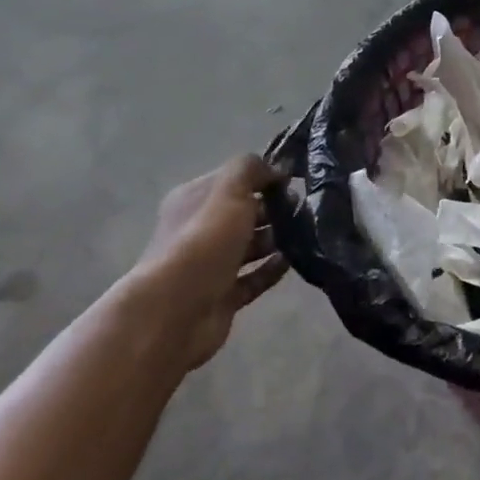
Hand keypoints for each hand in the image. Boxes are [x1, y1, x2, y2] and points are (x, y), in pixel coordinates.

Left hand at [125, 157, 287, 369]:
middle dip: (274, 209)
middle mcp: (199, 230)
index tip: (294, 181)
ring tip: (305, 234)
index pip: (233, 180)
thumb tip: (275, 168)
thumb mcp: (228, 191)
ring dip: (276, 239)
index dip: (263, 177)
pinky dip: (272, 269)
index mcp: (194, 200)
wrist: (174, 311)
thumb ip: (250, 170)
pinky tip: (292, 261)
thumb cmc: (203, 242)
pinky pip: (253, 278)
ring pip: (250, 246)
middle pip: (243, 213)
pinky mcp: (222, 296)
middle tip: (303, 209)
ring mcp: (210, 266)